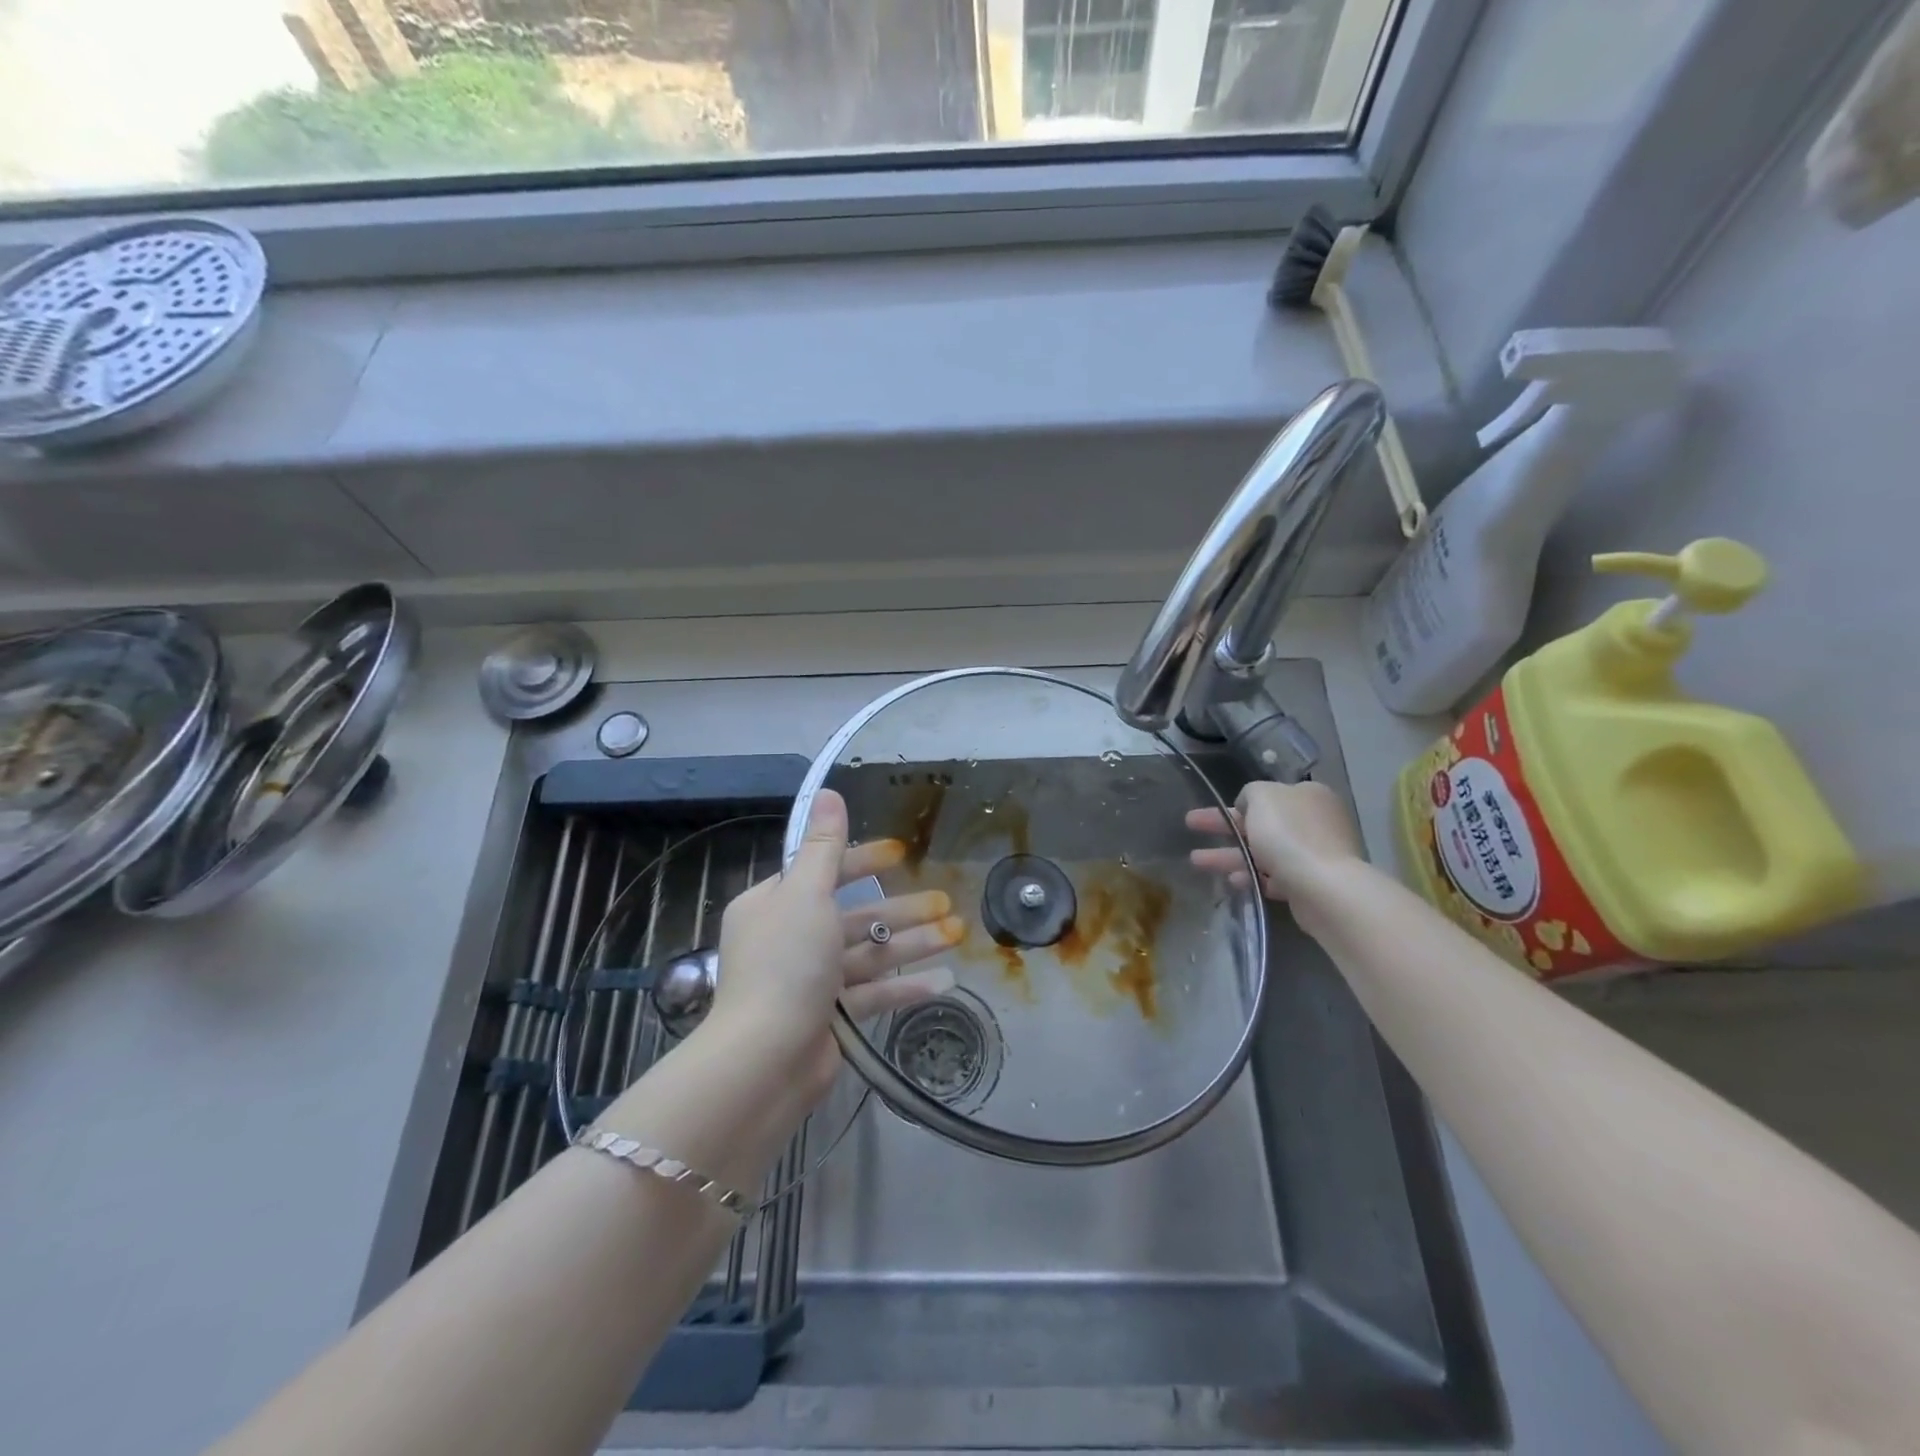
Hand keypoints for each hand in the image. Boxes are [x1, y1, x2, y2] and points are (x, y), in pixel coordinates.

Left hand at [706, 788, 963, 1101]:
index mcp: (773, 905)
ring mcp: (810, 981)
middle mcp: (789, 939)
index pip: (823, 872)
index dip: (863, 861)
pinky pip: (872, 993)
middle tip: (946, 899)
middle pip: (854, 915)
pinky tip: (945, 980)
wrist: (766, 1060)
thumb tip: (827, 791)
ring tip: (958, 933)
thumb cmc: (786, 964)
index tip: (900, 853)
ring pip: (868, 953)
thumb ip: (823, 846)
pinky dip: (905, 985)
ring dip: (912, 943)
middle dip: (901, 908)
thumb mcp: (806, 894)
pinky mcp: (830, 1018)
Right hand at [1186, 780, 1364, 902]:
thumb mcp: (1262, 797)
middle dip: (1224, 827)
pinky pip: (1274, 876)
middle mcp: (1314, 821)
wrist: (1324, 887)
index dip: (1239, 802)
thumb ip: (1250, 793)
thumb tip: (1249, 805)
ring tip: (1196, 861)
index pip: (1269, 795)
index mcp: (1308, 795)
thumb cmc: (1289, 834)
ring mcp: (1314, 853)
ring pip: (1263, 851)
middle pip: (1261, 822)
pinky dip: (1251, 876)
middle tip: (1192, 825)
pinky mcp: (1310, 883)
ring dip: (1229, 855)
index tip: (1217, 809)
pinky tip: (1231, 880)